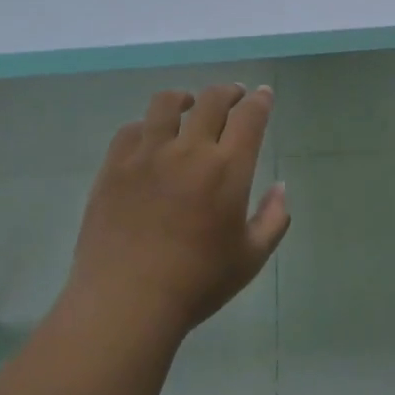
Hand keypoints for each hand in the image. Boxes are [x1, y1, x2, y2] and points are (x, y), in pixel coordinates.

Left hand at [68, 85, 290, 335]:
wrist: (126, 302)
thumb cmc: (197, 283)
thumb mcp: (251, 258)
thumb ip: (273, 218)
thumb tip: (280, 188)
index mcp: (228, 169)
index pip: (250, 116)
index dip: (260, 100)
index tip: (263, 95)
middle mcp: (189, 150)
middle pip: (211, 100)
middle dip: (229, 92)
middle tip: (234, 96)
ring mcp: (147, 155)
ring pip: (166, 104)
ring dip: (185, 98)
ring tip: (188, 104)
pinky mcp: (113, 167)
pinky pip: (131, 129)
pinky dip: (147, 126)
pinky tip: (150, 137)